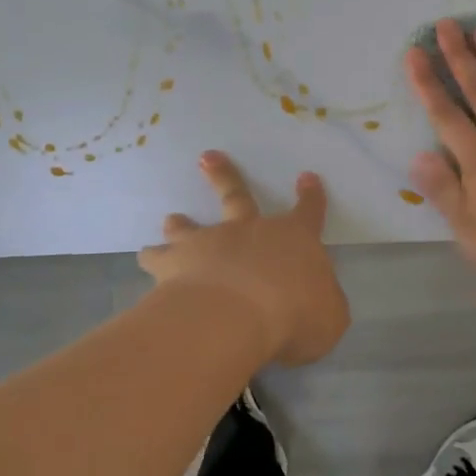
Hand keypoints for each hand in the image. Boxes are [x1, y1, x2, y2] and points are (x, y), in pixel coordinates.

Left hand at [140, 151, 350, 366]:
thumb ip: (323, 304)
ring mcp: (209, 243)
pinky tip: (145, 257)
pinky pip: (159, 257)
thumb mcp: (329, 317)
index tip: (307, 176)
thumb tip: (317, 300)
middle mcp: (250, 231)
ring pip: (192, 226)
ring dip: (182, 222)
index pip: (308, 212)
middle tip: (207, 157)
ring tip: (171, 218)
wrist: (235, 316)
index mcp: (294, 240)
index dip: (310, 196)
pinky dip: (152, 257)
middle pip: (237, 196)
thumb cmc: (293, 315)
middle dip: (225, 175)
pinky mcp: (176, 263)